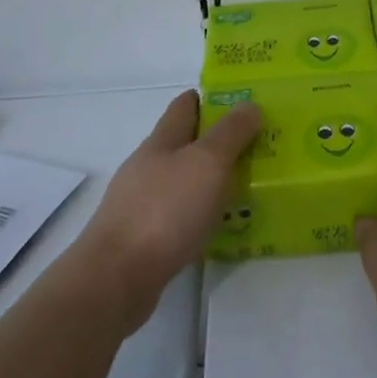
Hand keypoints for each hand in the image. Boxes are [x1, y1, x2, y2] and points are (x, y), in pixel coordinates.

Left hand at [73, 90, 261, 334]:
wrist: (117, 278)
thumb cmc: (165, 211)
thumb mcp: (206, 163)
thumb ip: (230, 133)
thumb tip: (248, 104)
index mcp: (161, 142)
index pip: (185, 106)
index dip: (211, 99)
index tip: (244, 102)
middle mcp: (148, 167)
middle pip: (185, 144)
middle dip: (218, 141)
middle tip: (259, 146)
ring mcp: (142, 203)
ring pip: (183, 181)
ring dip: (211, 180)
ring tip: (248, 186)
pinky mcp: (144, 237)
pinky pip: (180, 215)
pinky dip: (201, 213)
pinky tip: (221, 225)